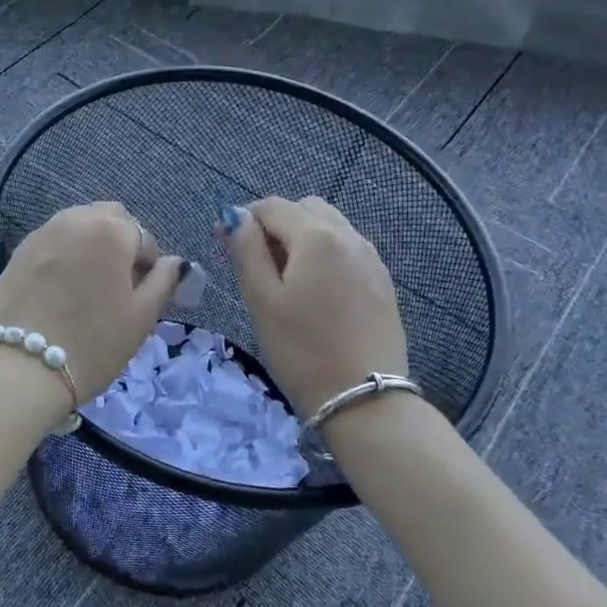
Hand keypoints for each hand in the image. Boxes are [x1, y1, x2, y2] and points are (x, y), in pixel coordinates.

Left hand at [0, 202, 184, 402]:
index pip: (144, 237)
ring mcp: (41, 233)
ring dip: (90, 244)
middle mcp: (75, 220)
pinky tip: (60, 288)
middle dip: (120, 241)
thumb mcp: (141, 317)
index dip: (148, 265)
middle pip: (108, 218)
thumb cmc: (93, 343)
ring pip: (77, 225)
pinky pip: (51, 241)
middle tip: (118, 282)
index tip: (141, 293)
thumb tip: (174, 263)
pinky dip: (63, 254)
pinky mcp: (17, 251)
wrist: (21, 368)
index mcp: (111, 230)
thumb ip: (163, 282)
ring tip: (88, 285)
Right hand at [219, 196, 408, 420]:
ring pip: (329, 227)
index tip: (224, 244)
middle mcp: (349, 237)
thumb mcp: (261, 299)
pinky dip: (324, 254)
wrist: (364, 400)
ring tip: (283, 278)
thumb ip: (246, 249)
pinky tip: (313, 291)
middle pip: (305, 209)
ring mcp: (371, 259)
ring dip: (300, 237)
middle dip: (275, 224)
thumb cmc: (301, 349)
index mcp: (317, 237)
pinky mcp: (382, 282)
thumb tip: (235, 216)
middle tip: (254, 261)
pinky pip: (347, 250)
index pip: (272, 206)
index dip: (243, 218)